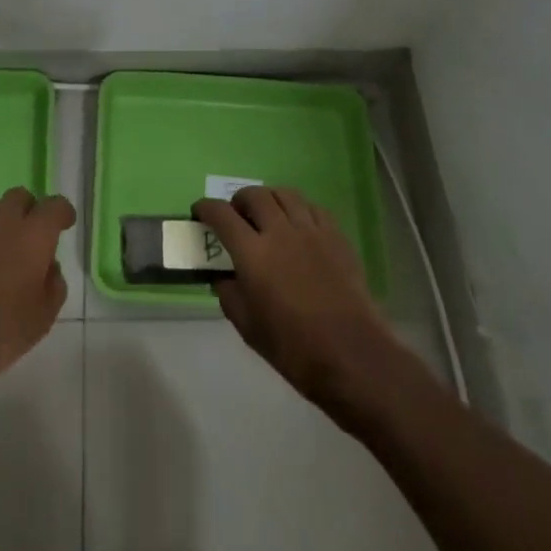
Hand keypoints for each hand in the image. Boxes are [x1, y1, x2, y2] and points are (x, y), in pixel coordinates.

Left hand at [0, 187, 75, 411]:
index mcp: (33, 235)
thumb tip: (49, 266)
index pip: (55, 206)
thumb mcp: (44, 316)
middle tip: (28, 233)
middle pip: (19, 196)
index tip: (65, 223)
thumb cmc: (2, 331)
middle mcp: (1, 221)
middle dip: (28, 210)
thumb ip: (54, 284)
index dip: (62, 212)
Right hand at [193, 186, 398, 409]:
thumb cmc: (294, 348)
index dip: (206, 208)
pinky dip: (298, 209)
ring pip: (284, 194)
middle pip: (254, 195)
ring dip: (269, 199)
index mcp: (253, 253)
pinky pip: (312, 208)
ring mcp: (310, 230)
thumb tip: (224, 277)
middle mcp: (280, 231)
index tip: (199, 212)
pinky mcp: (336, 236)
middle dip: (238, 201)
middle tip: (236, 216)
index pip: (221, 215)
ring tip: (267, 214)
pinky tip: (298, 225)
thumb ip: (229, 295)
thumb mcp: (248, 329)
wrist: (352, 355)